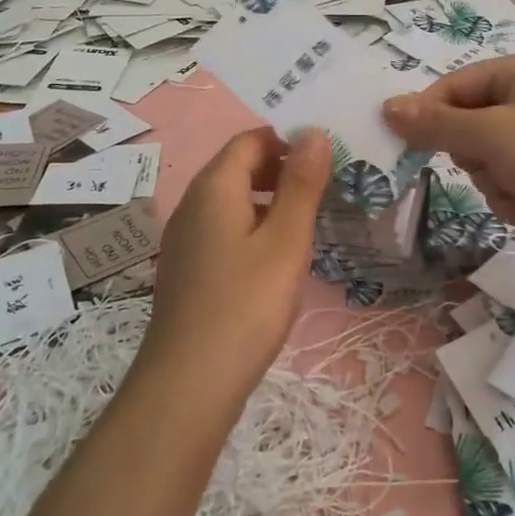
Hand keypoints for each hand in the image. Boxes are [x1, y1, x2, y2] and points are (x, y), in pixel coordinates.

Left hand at [139, 126, 329, 401]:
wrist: (189, 384)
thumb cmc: (246, 305)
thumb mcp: (286, 241)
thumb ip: (301, 183)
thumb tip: (314, 131)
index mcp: (214, 187)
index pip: (251, 140)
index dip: (288, 139)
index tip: (328, 156)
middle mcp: (193, 204)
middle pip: (239, 166)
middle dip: (282, 167)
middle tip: (326, 185)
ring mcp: (186, 238)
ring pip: (232, 199)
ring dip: (270, 198)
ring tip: (310, 218)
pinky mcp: (188, 267)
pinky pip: (224, 227)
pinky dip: (253, 225)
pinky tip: (278, 255)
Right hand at [382, 53, 514, 264]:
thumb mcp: (490, 135)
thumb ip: (436, 124)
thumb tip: (387, 108)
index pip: (457, 84)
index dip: (430, 112)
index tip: (406, 141)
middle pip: (471, 122)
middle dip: (473, 153)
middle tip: (487, 163)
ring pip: (487, 155)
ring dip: (493, 179)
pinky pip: (510, 177)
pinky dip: (512, 195)